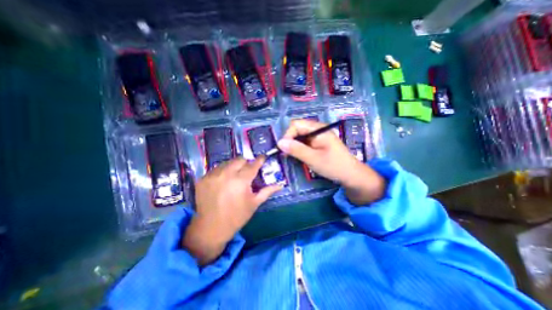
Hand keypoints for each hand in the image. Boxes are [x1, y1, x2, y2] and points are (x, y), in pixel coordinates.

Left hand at [183, 156, 281, 264]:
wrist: (211, 228)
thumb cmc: (237, 216)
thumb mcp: (254, 203)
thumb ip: (268, 191)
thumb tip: (281, 184)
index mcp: (241, 181)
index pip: (253, 164)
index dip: (259, 160)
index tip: (263, 157)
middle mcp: (226, 174)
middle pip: (240, 159)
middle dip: (246, 163)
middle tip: (247, 171)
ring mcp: (213, 175)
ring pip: (227, 162)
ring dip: (233, 167)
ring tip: (234, 177)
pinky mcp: (203, 178)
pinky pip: (216, 169)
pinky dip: (222, 172)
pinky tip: (223, 182)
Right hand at [279, 121, 384, 204]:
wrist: (351, 175)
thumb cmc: (334, 166)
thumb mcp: (313, 159)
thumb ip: (296, 149)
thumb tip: (279, 143)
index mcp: (318, 129)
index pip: (296, 125)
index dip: (288, 135)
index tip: (283, 149)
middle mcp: (317, 129)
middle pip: (297, 129)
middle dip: (289, 140)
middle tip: (285, 154)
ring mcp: (318, 136)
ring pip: (300, 136)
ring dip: (293, 145)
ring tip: (289, 156)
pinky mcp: (318, 143)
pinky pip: (304, 142)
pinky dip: (299, 148)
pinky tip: (297, 156)